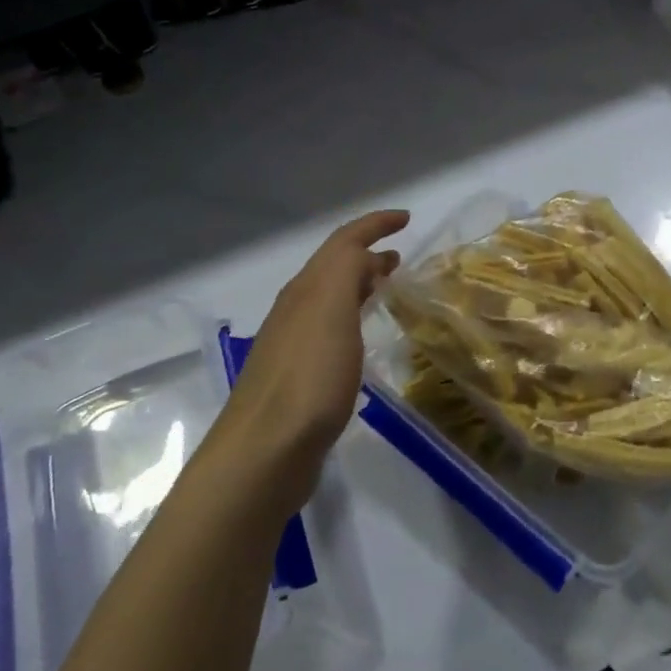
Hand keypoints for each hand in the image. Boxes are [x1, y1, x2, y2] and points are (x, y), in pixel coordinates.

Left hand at [204, 209, 408, 509]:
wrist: (265, 451)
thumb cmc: (308, 377)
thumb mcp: (331, 309)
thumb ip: (347, 270)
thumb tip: (365, 254)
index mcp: (307, 289)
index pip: (342, 242)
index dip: (374, 225)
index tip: (405, 218)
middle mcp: (296, 309)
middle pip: (333, 268)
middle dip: (366, 255)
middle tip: (400, 258)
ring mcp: (294, 345)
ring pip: (331, 300)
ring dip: (359, 286)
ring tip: (388, 290)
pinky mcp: (299, 379)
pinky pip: (332, 331)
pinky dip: (353, 320)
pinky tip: (363, 341)